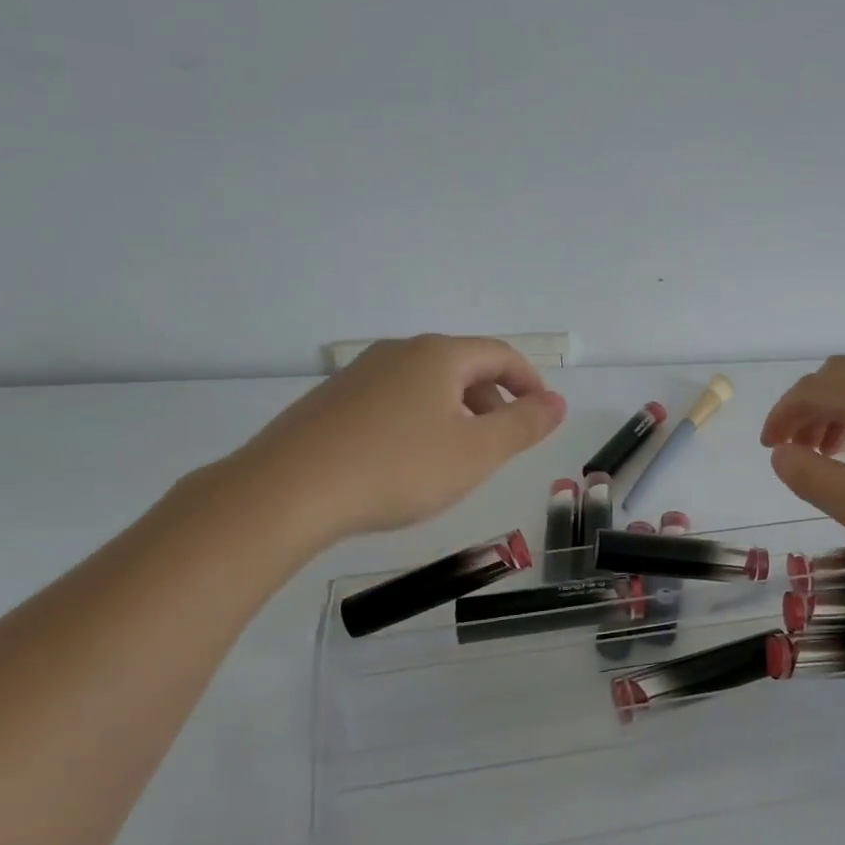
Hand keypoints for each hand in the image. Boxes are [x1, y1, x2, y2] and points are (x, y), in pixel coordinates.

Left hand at [225, 335, 565, 548]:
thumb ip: (524, 425)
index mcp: (439, 355)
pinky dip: (417, 420)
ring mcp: (360, 373)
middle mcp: (399, 352)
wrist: (286, 491)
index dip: (529, 382)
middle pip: (462, 366)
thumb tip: (557, 401)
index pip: (500, 355)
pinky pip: (392, 399)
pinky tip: (405, 461)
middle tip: (503, 441)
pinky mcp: (331, 400)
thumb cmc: (397, 468)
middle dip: (493, 399)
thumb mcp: (476, 453)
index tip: (543, 413)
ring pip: (426, 383)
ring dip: (455, 411)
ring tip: (456, 456)